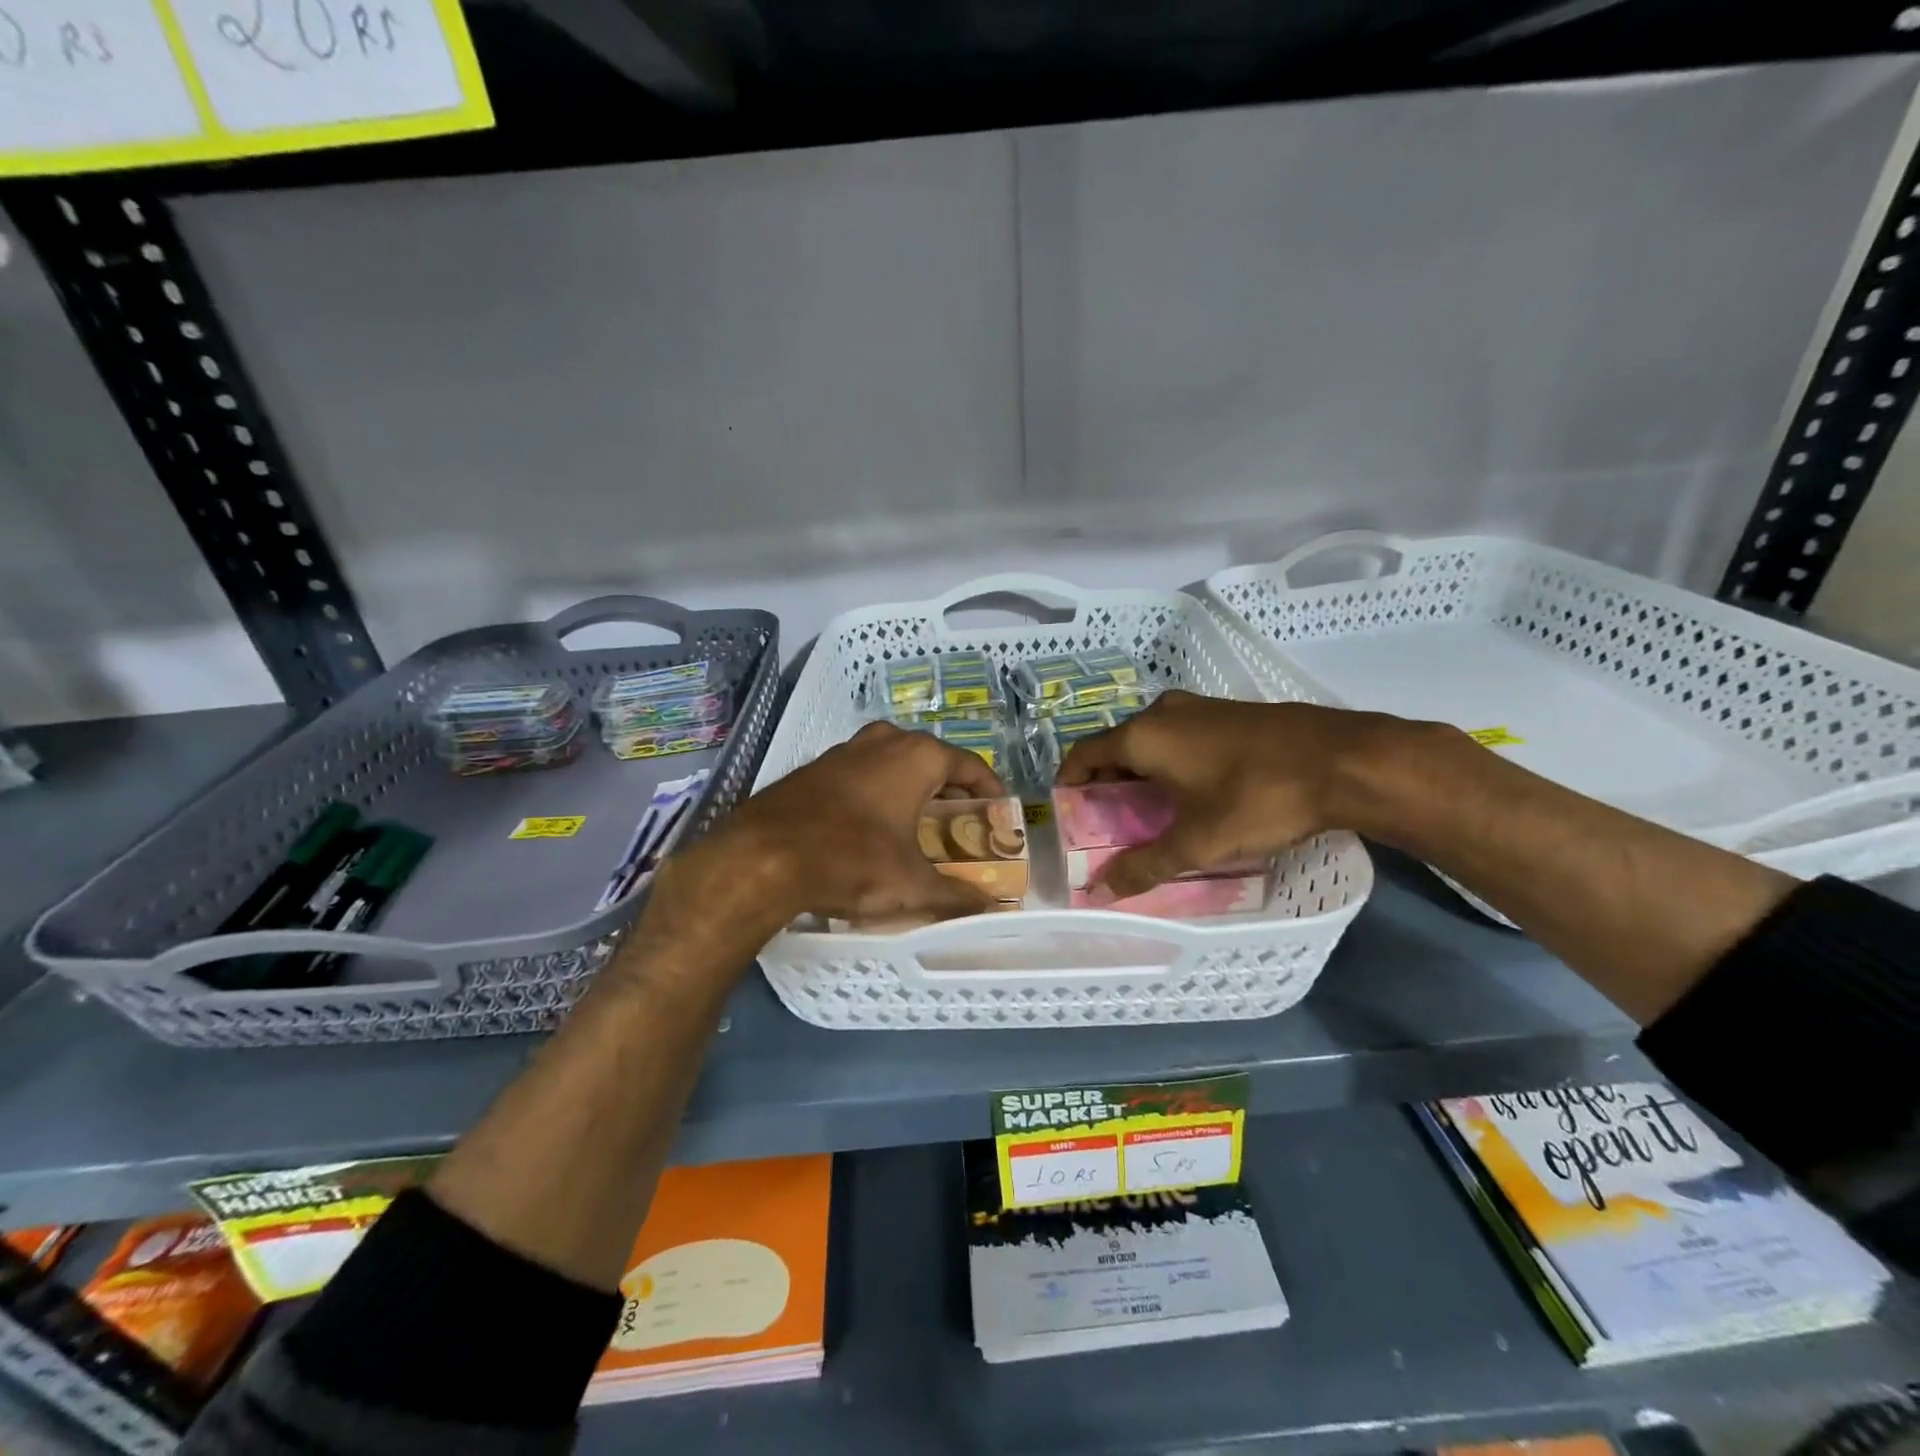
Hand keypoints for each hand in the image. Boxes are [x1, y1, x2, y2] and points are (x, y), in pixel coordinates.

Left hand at [660, 720, 1008, 936]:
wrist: (762, 857)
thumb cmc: (852, 861)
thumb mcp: (911, 885)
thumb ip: (955, 895)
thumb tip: (986, 907)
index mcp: (917, 757)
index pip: (969, 765)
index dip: (989, 789)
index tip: (999, 811)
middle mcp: (884, 741)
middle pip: (931, 761)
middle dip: (949, 790)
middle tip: (960, 823)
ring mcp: (845, 750)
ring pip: (893, 763)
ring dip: (911, 788)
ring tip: (919, 824)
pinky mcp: (815, 768)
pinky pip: (862, 774)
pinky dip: (877, 792)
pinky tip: (872, 825)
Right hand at [1057, 690, 1396, 900]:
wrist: (1344, 760)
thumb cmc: (1257, 798)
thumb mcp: (1197, 842)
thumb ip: (1145, 866)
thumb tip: (1099, 892)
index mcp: (1144, 736)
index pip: (1084, 754)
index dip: (1069, 783)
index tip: (1067, 813)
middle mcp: (1163, 713)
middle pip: (1116, 746)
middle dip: (1106, 783)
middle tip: (1108, 823)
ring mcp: (1199, 708)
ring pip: (1151, 741)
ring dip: (1140, 772)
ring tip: (1147, 813)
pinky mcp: (1229, 714)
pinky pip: (1181, 737)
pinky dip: (1170, 762)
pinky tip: (1191, 793)